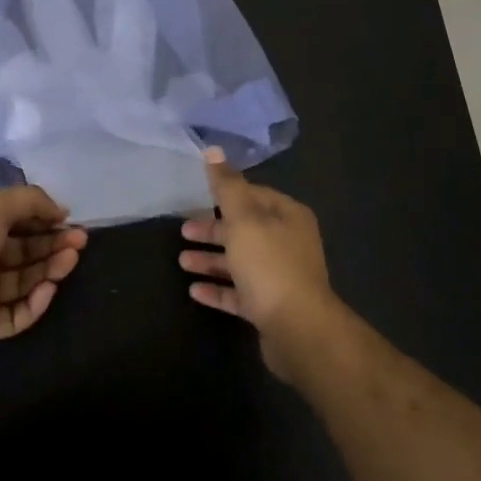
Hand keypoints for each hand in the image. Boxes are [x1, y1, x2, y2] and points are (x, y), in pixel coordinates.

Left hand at [0, 185, 86, 354]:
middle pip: (23, 253)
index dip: (43, 221)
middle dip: (52, 245)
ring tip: (71, 259)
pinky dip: (35, 303)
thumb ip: (31, 202)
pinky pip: (15, 315)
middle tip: (80, 241)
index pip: (15, 223)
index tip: (69, 221)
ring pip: (23, 283)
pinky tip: (50, 288)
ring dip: (48, 270)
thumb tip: (61, 210)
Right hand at [178, 149, 339, 380]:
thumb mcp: (243, 219)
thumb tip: (212, 150)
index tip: (197, 197)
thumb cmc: (269, 265)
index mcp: (288, 216)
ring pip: (241, 261)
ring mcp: (281, 277)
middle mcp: (288, 243)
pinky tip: (194, 291)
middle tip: (183, 231)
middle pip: (245, 229)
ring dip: (211, 260)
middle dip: (213, 230)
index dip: (226, 194)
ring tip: (182, 262)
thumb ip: (226, 186)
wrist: (298, 330)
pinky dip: (218, 289)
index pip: (254, 195)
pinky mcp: (271, 307)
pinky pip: (240, 292)